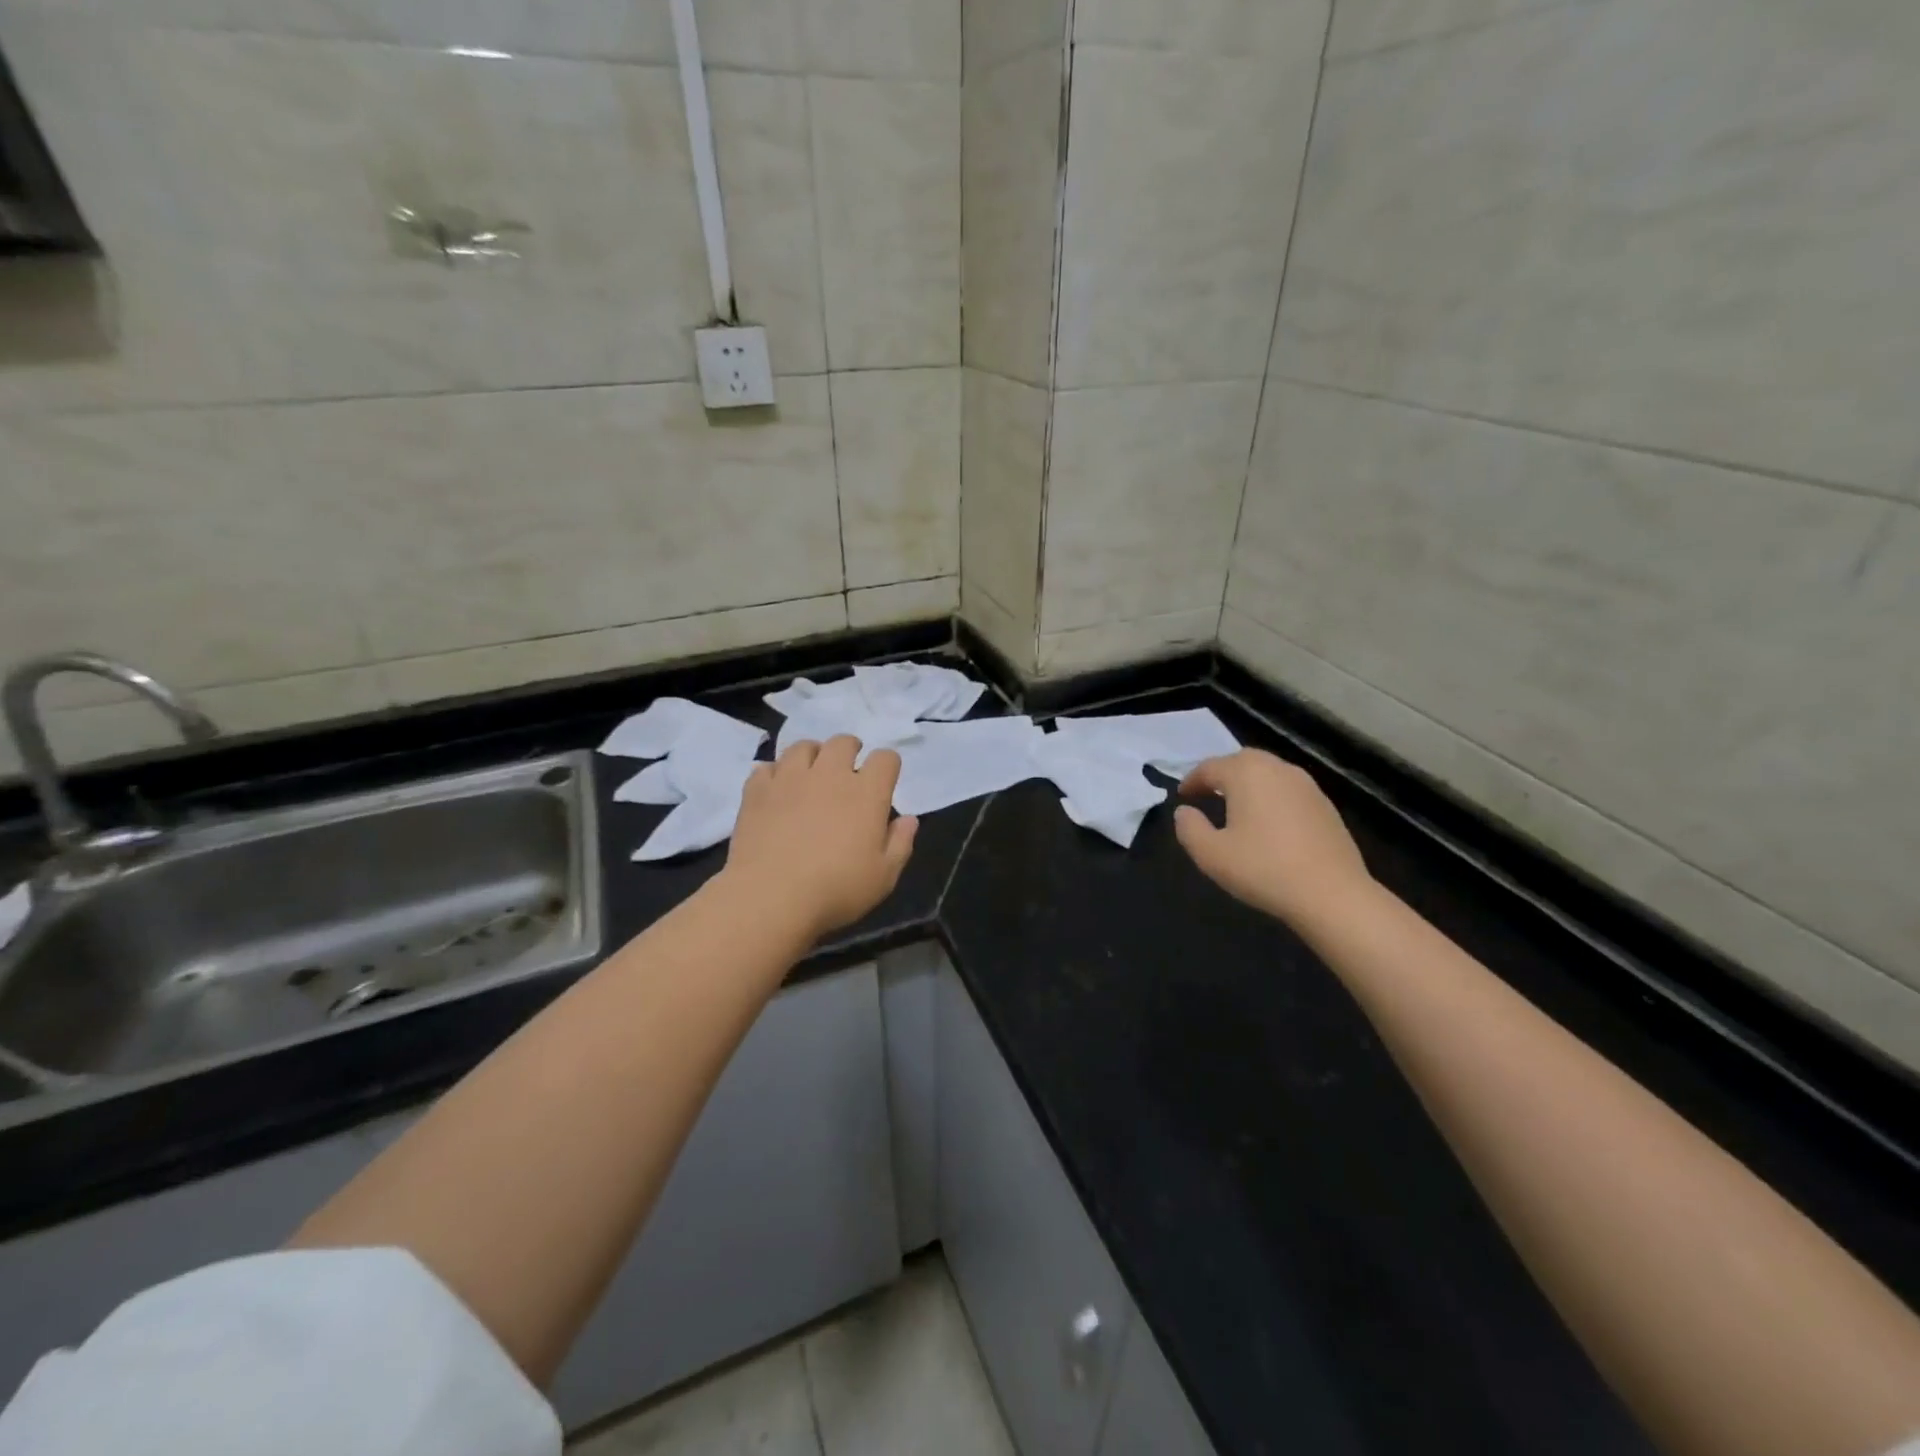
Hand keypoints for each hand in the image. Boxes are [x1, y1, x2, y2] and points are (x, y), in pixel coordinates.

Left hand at [722, 736, 917, 939]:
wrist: (769, 897)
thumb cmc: (836, 889)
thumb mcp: (883, 876)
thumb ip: (900, 843)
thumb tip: (908, 819)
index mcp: (867, 793)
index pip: (885, 758)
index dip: (888, 766)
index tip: (884, 781)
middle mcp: (829, 774)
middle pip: (843, 742)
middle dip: (850, 750)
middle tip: (848, 771)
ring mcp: (790, 779)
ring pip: (803, 746)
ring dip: (812, 755)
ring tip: (811, 774)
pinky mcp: (757, 790)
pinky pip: (766, 767)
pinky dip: (774, 774)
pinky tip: (777, 791)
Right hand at [1174, 749, 1372, 927]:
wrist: (1333, 894)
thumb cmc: (1264, 870)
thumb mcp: (1211, 855)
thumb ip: (1189, 828)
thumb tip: (1184, 811)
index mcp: (1246, 774)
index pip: (1210, 767)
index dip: (1192, 780)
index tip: (1182, 796)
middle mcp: (1277, 769)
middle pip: (1242, 760)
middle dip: (1221, 774)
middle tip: (1208, 794)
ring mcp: (1306, 785)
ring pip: (1268, 772)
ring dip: (1248, 783)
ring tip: (1237, 806)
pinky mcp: (1325, 805)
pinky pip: (1288, 790)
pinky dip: (1271, 796)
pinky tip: (1269, 822)